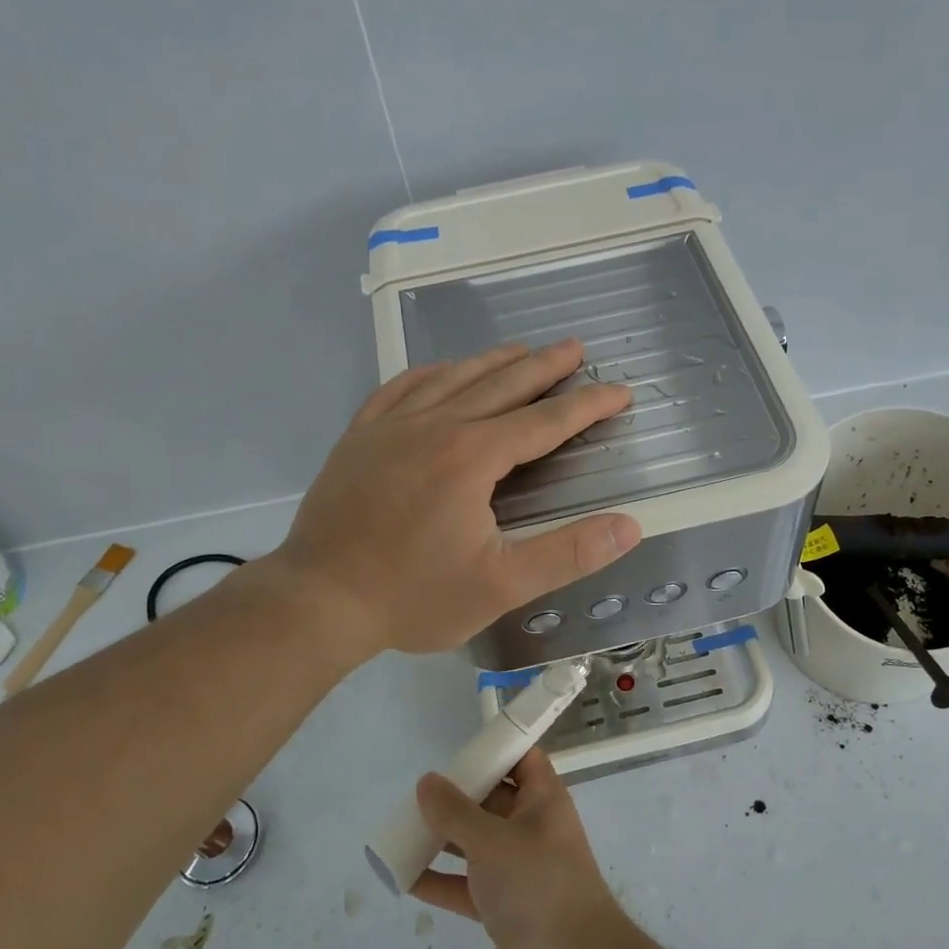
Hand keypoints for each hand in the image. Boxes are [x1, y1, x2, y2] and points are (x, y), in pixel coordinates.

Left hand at [267, 341, 640, 661]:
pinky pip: (400, 388)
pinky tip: (442, 371)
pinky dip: (430, 373)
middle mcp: (435, 427)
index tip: (619, 391)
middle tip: (575, 348)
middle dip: (544, 367)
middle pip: (501, 385)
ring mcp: (391, 427)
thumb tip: (630, 527)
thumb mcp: (501, 585)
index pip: (544, 422)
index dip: (587, 405)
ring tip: (521, 349)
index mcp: (472, 457)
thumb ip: (568, 554)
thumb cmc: (413, 596)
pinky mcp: (360, 438)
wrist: (318, 600)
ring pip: (452, 379)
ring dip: (492, 362)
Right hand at [412, 747, 624, 948]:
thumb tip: (427, 782)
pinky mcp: (501, 902)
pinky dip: (438, 880)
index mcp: (541, 798)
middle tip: (417, 794)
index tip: (458, 749)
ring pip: (473, 841)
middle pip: (490, 798)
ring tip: (401, 830)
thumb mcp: (492, 841)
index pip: (521, 758)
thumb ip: (455, 812)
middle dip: (456, 795)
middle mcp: (529, 825)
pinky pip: (464, 883)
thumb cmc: (538, 882)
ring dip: (441, 837)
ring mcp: (515, 865)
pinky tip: (403, 877)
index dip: (494, 748)